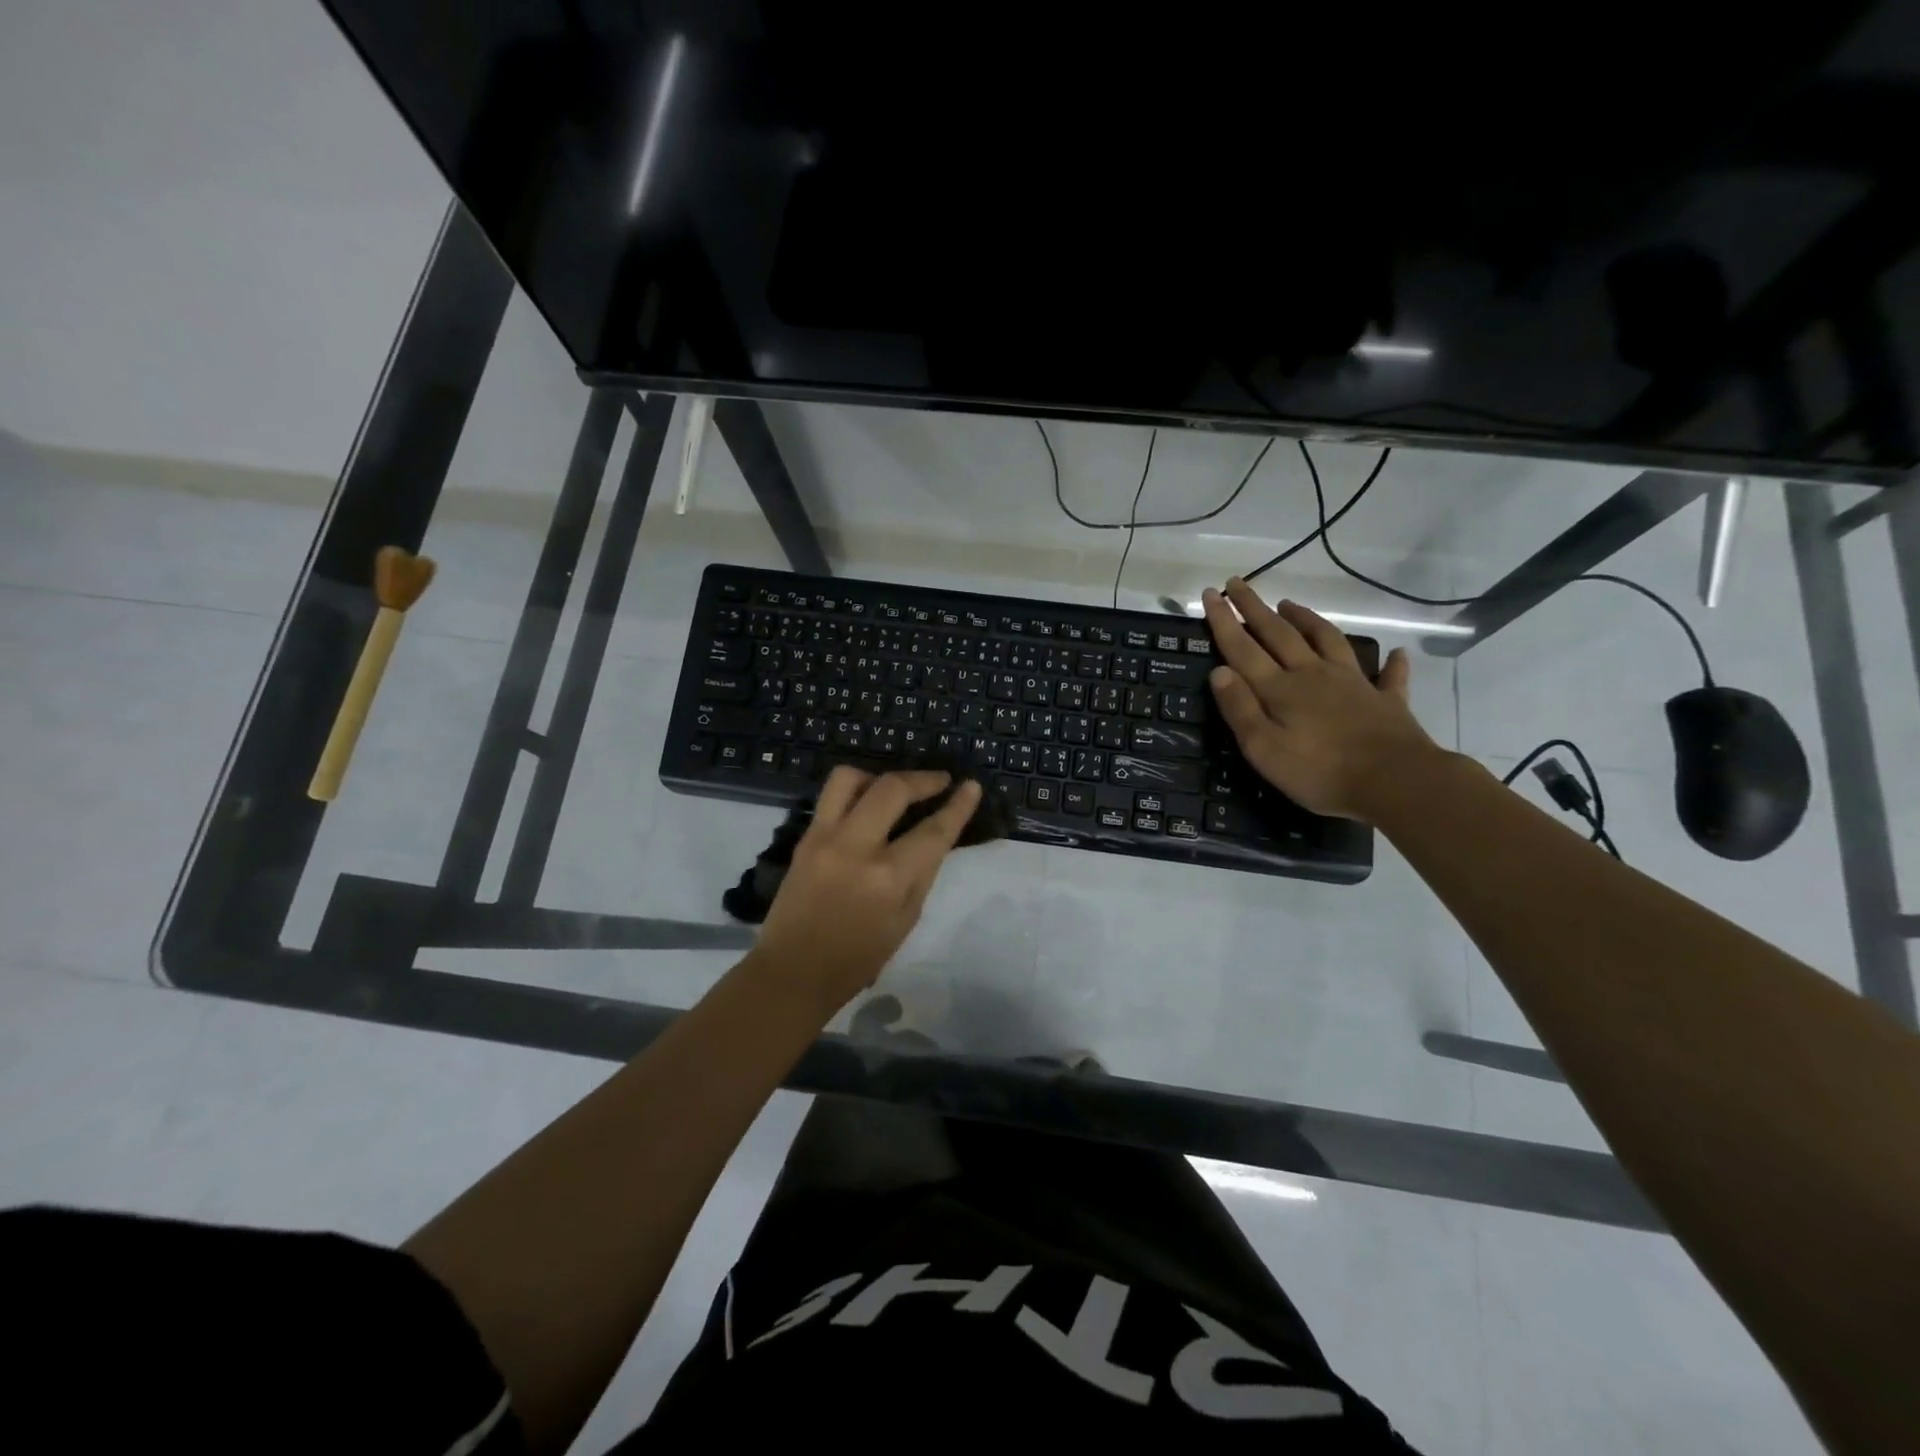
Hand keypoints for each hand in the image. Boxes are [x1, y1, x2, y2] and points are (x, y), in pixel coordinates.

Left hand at [752, 767, 981, 1013]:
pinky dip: (854, 791)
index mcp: (887, 878)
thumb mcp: (906, 921)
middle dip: (923, 779)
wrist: (793, 972)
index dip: (958, 806)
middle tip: (939, 782)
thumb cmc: (857, 959)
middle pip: (892, 788)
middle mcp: (855, 847)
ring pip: (850, 778)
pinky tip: (866, 806)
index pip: (933, 830)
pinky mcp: (804, 838)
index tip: (971, 786)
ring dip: (879, 777)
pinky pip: (830, 797)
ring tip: (894, 791)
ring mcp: (824, 838)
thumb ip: (922, 874)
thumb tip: (934, 838)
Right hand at [1201, 579, 1439, 821]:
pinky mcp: (1385, 700)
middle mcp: (1313, 675)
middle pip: (1279, 634)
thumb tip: (1218, 671)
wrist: (1394, 781)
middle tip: (1238, 583)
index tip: (1211, 593)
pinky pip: (1388, 676)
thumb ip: (1240, 708)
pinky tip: (1395, 654)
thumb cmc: (1319, 771)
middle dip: (1255, 608)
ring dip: (1306, 620)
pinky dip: (1390, 663)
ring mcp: (1353, 683)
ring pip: (1326, 641)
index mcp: (1280, 689)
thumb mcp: (1263, 748)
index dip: (1224, 621)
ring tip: (1290, 604)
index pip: (1243, 648)